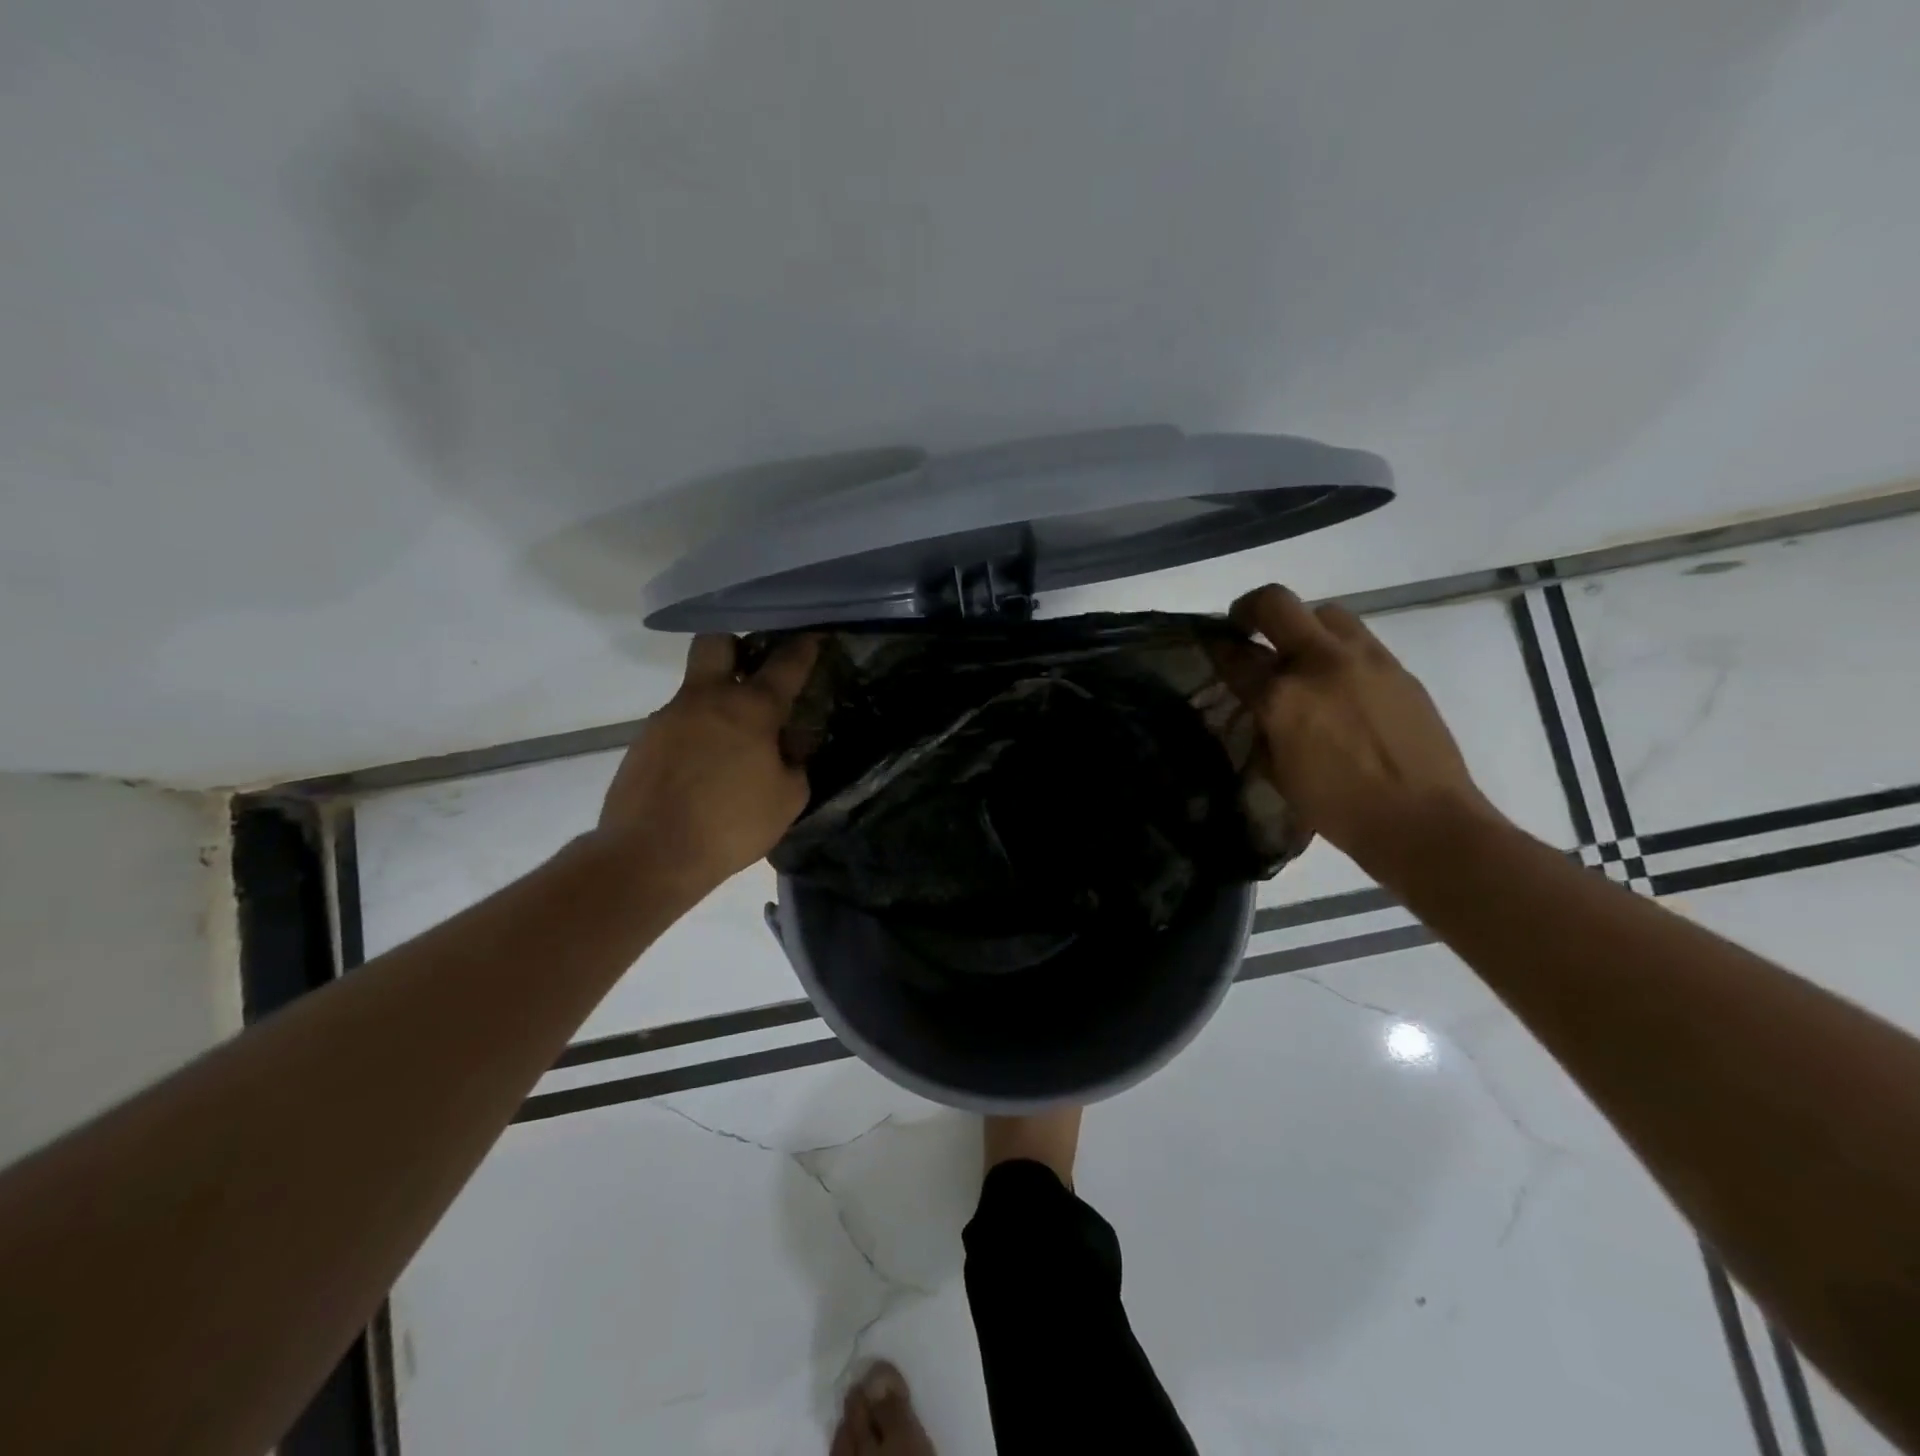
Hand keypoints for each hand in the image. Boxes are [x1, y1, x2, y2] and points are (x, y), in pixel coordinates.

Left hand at [598, 633, 818, 889]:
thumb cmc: (731, 825)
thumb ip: (795, 762)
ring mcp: (668, 716)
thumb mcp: (788, 799)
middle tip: (753, 671)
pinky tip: (703, 770)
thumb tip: (789, 746)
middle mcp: (707, 699)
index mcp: (751, 708)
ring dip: (716, 701)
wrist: (650, 855)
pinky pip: (677, 723)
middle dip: (737, 646)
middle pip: (717, 642)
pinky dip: (695, 734)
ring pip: (695, 687)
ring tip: (732, 744)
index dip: (804, 646)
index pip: (786, 663)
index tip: (813, 636)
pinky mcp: (643, 741)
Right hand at [1216, 585, 1500, 868]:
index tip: (1211, 645)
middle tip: (1246, 628)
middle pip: (1276, 603)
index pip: (1235, 656)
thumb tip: (1257, 705)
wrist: (1423, 819)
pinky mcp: (1397, 667)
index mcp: (1282, 697)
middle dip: (1251, 609)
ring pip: (1323, 612)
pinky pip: (1358, 639)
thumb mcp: (1279, 771)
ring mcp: (1364, 659)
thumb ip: (1263, 727)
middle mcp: (1320, 663)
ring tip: (1300, 655)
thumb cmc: (1338, 808)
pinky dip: (1338, 650)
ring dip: (1302, 625)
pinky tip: (1339, 682)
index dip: (1216, 648)